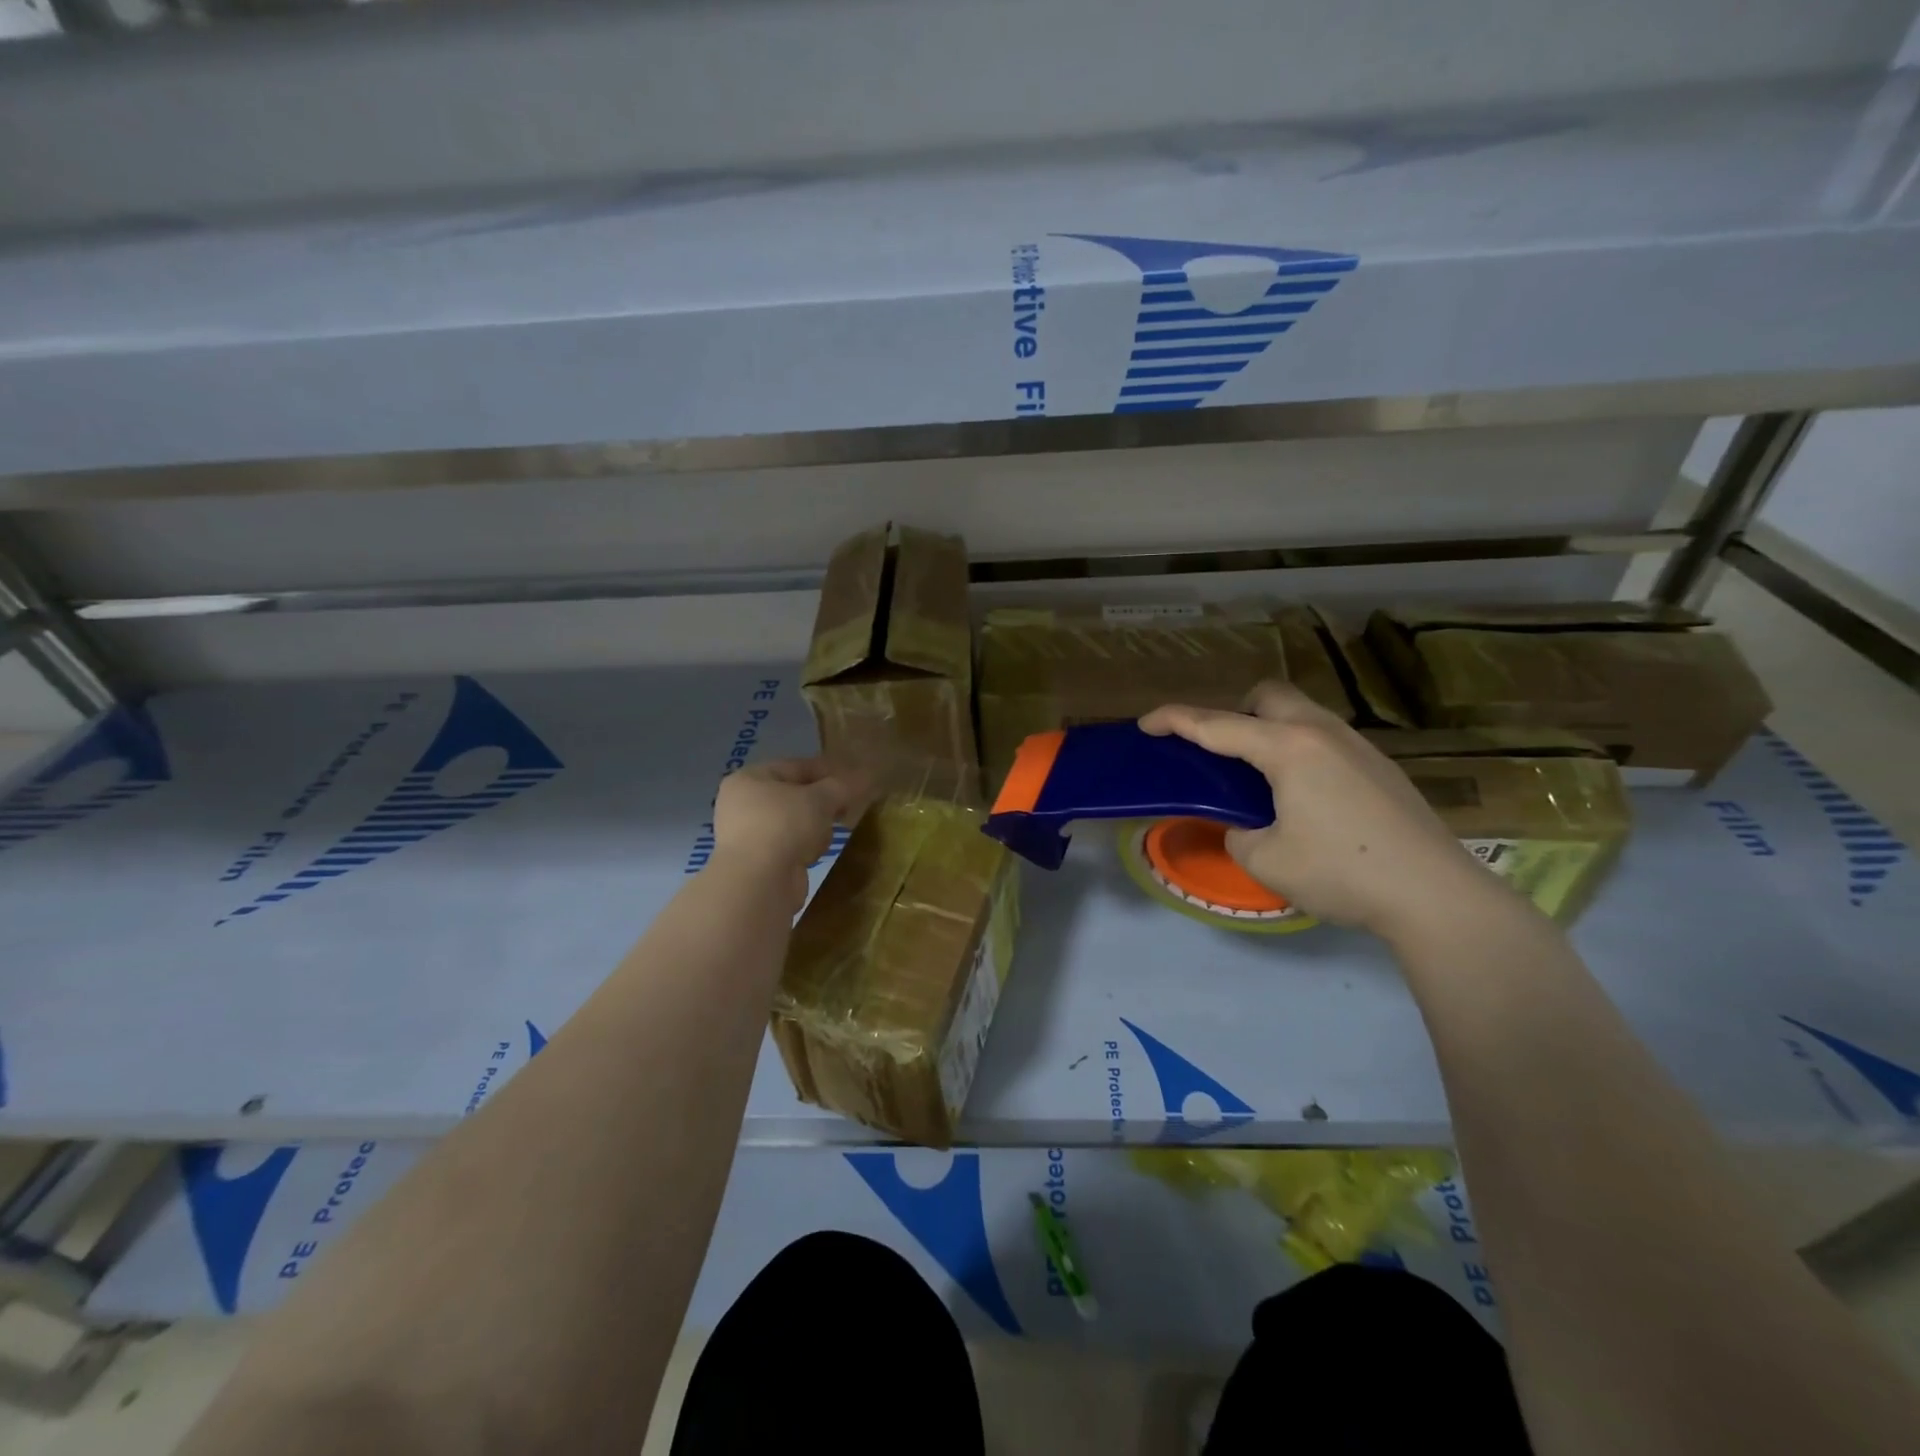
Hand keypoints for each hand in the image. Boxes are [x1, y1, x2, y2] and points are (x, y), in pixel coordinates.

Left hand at [711, 758, 865, 910]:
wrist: (758, 883)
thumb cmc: (784, 825)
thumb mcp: (820, 798)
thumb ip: (842, 786)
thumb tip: (866, 777)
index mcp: (750, 778)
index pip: (796, 766)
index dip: (828, 770)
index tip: (856, 778)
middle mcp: (743, 804)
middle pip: (796, 795)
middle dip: (823, 802)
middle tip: (848, 806)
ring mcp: (749, 835)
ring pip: (795, 822)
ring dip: (815, 827)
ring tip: (826, 835)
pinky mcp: (759, 862)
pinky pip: (791, 845)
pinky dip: (805, 848)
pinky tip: (812, 855)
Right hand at [1139, 683, 1510, 941]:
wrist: (1436, 895)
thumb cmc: (1341, 872)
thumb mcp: (1265, 860)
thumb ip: (1239, 833)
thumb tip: (1246, 827)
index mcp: (1288, 748)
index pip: (1217, 725)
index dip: (1175, 720)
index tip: (1146, 723)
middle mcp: (1322, 732)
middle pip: (1267, 695)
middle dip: (1234, 712)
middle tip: (1221, 753)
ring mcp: (1358, 746)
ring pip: (1301, 713)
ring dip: (1269, 730)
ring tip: (1260, 777)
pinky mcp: (1380, 766)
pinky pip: (1324, 738)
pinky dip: (1298, 750)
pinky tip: (1305, 796)